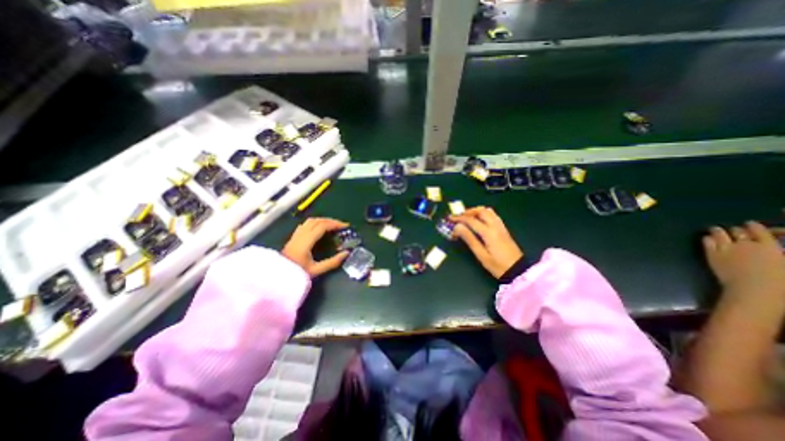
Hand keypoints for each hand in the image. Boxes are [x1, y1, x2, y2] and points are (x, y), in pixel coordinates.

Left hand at [282, 218, 349, 276]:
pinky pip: (305, 225)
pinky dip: (315, 223)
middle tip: (341, 225)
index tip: (345, 226)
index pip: (322, 226)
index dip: (335, 224)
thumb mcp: (316, 270)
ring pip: (310, 221)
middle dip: (331, 221)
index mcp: (306, 241)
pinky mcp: (293, 238)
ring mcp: (295, 235)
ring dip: (323, 220)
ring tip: (332, 225)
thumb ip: (332, 262)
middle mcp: (300, 235)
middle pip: (317, 221)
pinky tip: (319, 228)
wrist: (276, 278)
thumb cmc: (296, 274)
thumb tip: (346, 253)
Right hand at [452, 205, 523, 276]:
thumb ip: (469, 239)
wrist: (518, 271)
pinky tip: (479, 221)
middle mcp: (495, 226)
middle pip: (481, 211)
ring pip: (488, 211)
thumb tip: (458, 227)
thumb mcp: (481, 255)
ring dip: (476, 211)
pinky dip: (484, 214)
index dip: (459, 218)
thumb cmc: (498, 266)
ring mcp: (501, 227)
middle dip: (468, 212)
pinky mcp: (504, 229)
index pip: (471, 220)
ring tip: (467, 218)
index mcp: (489, 233)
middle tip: (458, 217)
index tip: (450, 219)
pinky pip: (493, 215)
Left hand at [703, 223, 784, 298]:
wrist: (755, 290)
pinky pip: (707, 242)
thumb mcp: (784, 263)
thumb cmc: (781, 282)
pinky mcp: (712, 254)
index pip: (759, 230)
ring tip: (717, 230)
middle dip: (736, 230)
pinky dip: (708, 238)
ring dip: (718, 231)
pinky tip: (708, 238)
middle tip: (735, 231)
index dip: (753, 226)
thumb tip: (775, 249)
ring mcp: (726, 248)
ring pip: (719, 233)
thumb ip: (777, 252)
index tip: (750, 224)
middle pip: (737, 231)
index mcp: (769, 246)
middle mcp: (746, 244)